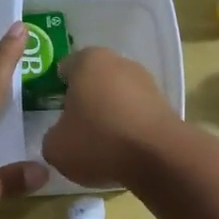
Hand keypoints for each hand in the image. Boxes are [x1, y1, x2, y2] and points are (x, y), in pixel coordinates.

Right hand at [41, 47, 183, 187]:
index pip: (65, 67)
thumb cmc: (98, 142)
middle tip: (75, 128)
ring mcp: (146, 82)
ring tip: (100, 145)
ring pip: (118, 97)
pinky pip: (137, 115)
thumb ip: (52, 136)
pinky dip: (129, 128)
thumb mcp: (55, 147)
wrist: (159, 157)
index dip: (57, 88)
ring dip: (109, 115)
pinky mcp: (165, 105)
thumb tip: (61, 135)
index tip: (53, 111)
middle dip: (85, 100)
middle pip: (94, 81)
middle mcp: (119, 62)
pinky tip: (123, 150)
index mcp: (88, 61)